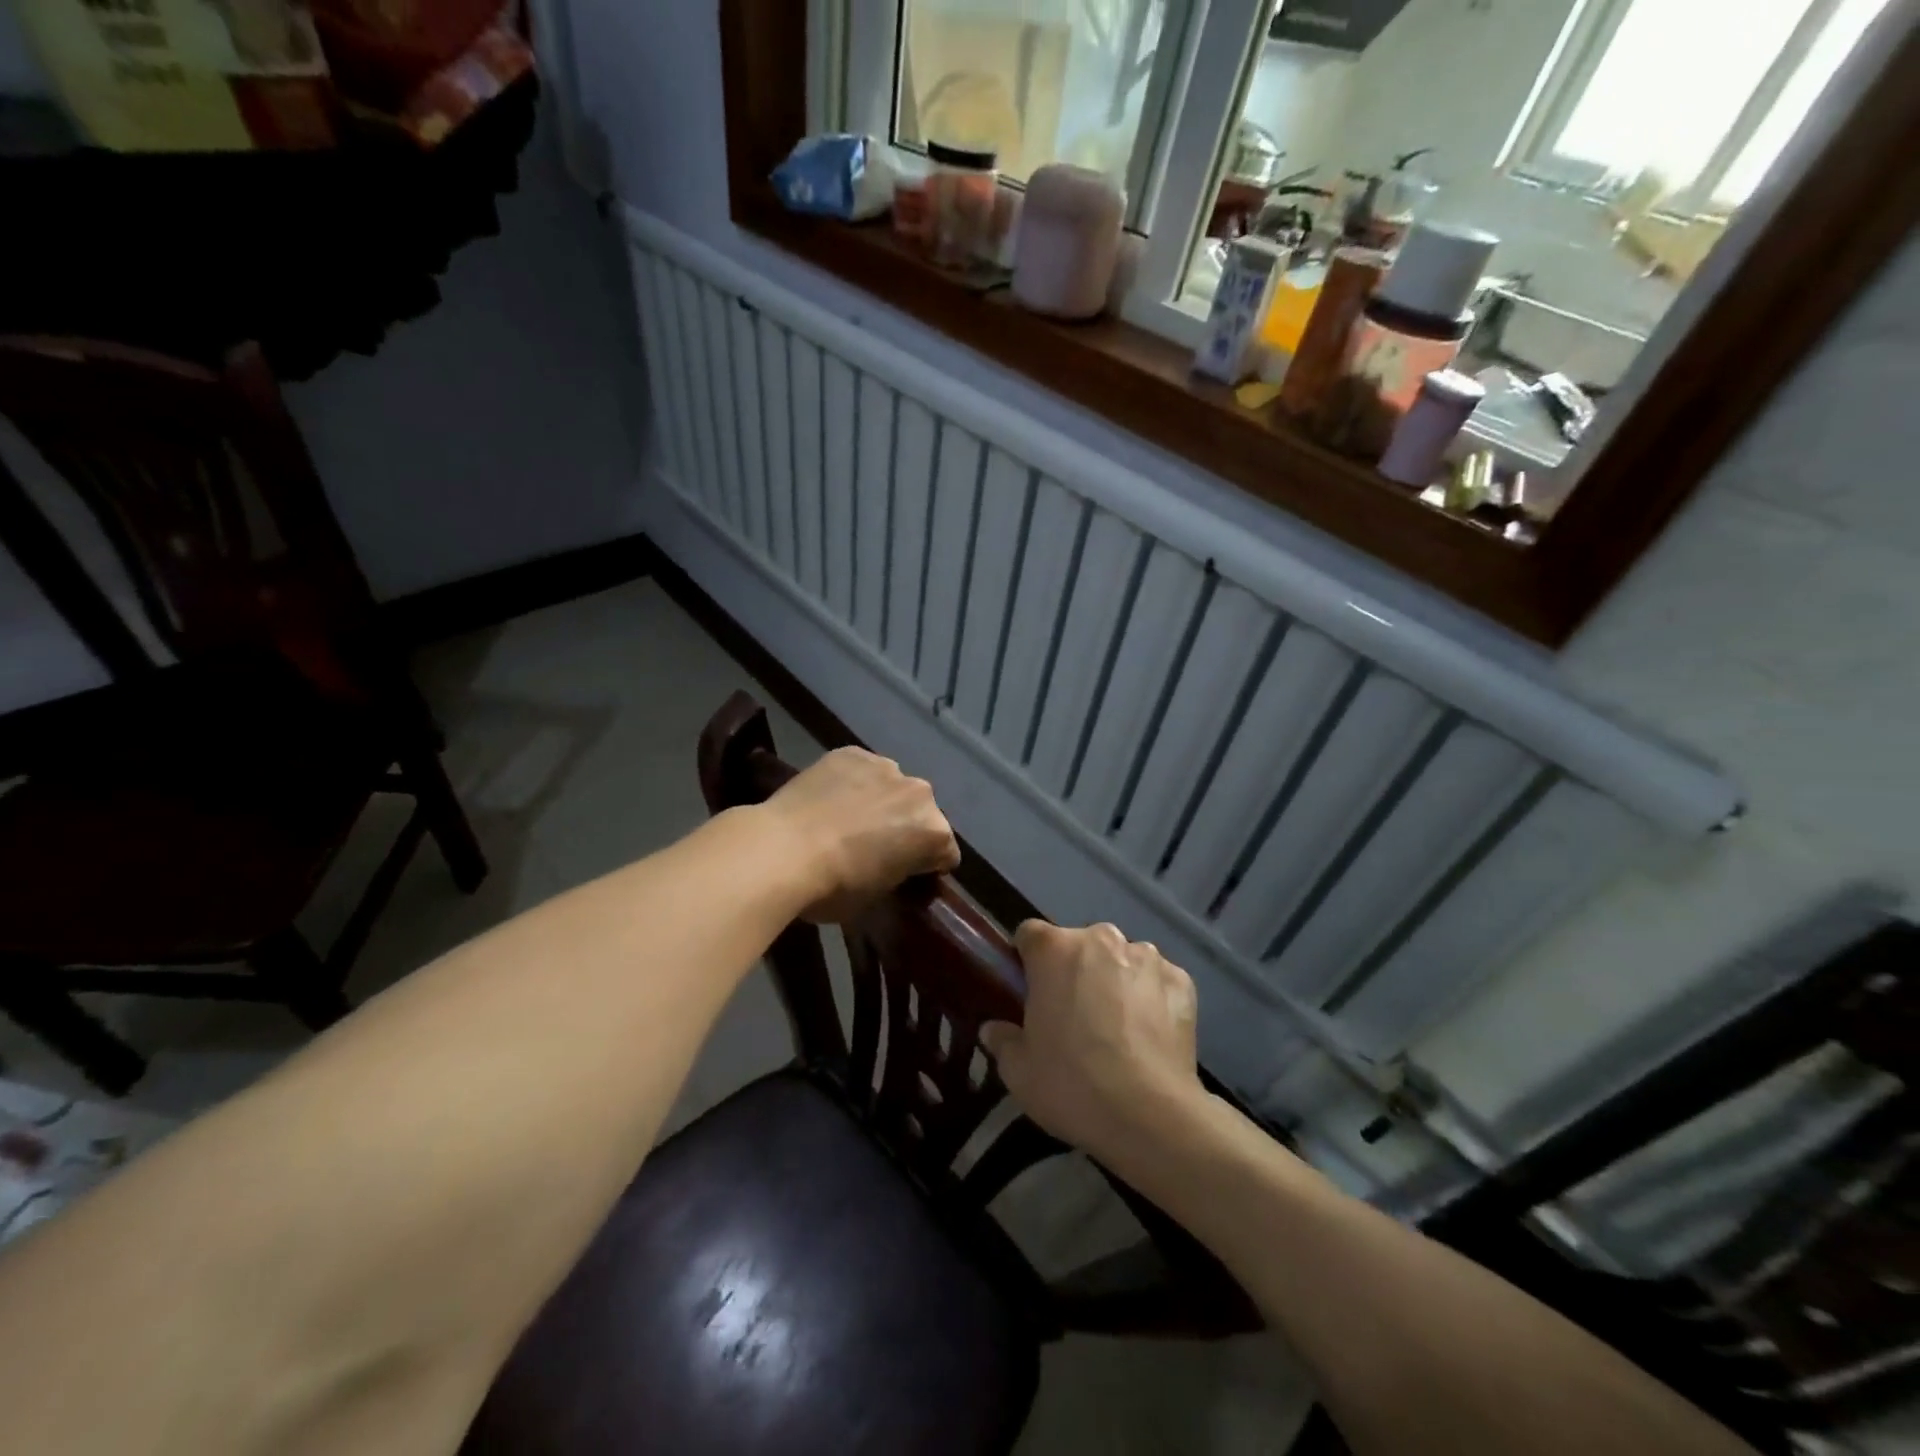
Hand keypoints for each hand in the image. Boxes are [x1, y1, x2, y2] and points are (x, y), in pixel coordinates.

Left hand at [760, 746, 959, 922]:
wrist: (781, 850)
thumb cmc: (833, 887)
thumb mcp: (878, 897)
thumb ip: (897, 874)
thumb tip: (891, 867)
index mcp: (934, 832)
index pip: (945, 854)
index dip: (927, 868)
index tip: (905, 877)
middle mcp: (919, 793)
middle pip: (922, 813)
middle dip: (906, 828)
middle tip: (874, 848)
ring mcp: (885, 767)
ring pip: (892, 787)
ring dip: (881, 802)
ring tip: (847, 820)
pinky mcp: (851, 753)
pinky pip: (862, 770)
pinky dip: (853, 783)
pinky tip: (829, 799)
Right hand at [981, 921, 1205, 1168]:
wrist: (1149, 1114)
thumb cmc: (1071, 1083)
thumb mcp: (1019, 1071)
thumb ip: (1003, 1040)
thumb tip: (994, 1029)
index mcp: (1054, 949)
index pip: (1030, 935)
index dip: (1027, 961)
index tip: (1029, 992)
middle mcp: (1101, 939)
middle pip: (1080, 946)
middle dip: (1074, 970)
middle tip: (1072, 1016)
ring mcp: (1146, 957)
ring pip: (1121, 960)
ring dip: (1114, 980)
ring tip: (1117, 1028)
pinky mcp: (1181, 980)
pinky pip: (1157, 981)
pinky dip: (1151, 998)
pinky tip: (1148, 1036)